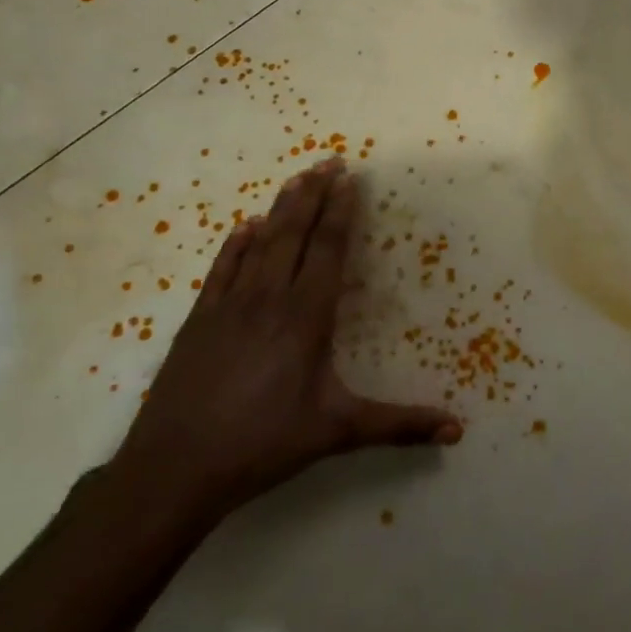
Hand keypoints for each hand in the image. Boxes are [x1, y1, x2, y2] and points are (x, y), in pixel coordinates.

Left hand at [111, 156, 461, 527]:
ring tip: (295, 179)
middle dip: (313, 195)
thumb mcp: (337, 432)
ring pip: (258, 245)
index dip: (340, 212)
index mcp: (304, 317)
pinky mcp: (198, 322)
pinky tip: (244, 227)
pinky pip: (221, 270)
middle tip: (328, 161)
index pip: (327, 250)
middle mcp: (267, 299)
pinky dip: (235, 245)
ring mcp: (228, 307)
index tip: (349, 179)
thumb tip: (457, 431)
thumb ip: (399, 426)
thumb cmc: (263, 445)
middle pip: (293, 234)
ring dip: (279, 210)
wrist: (173, 470)